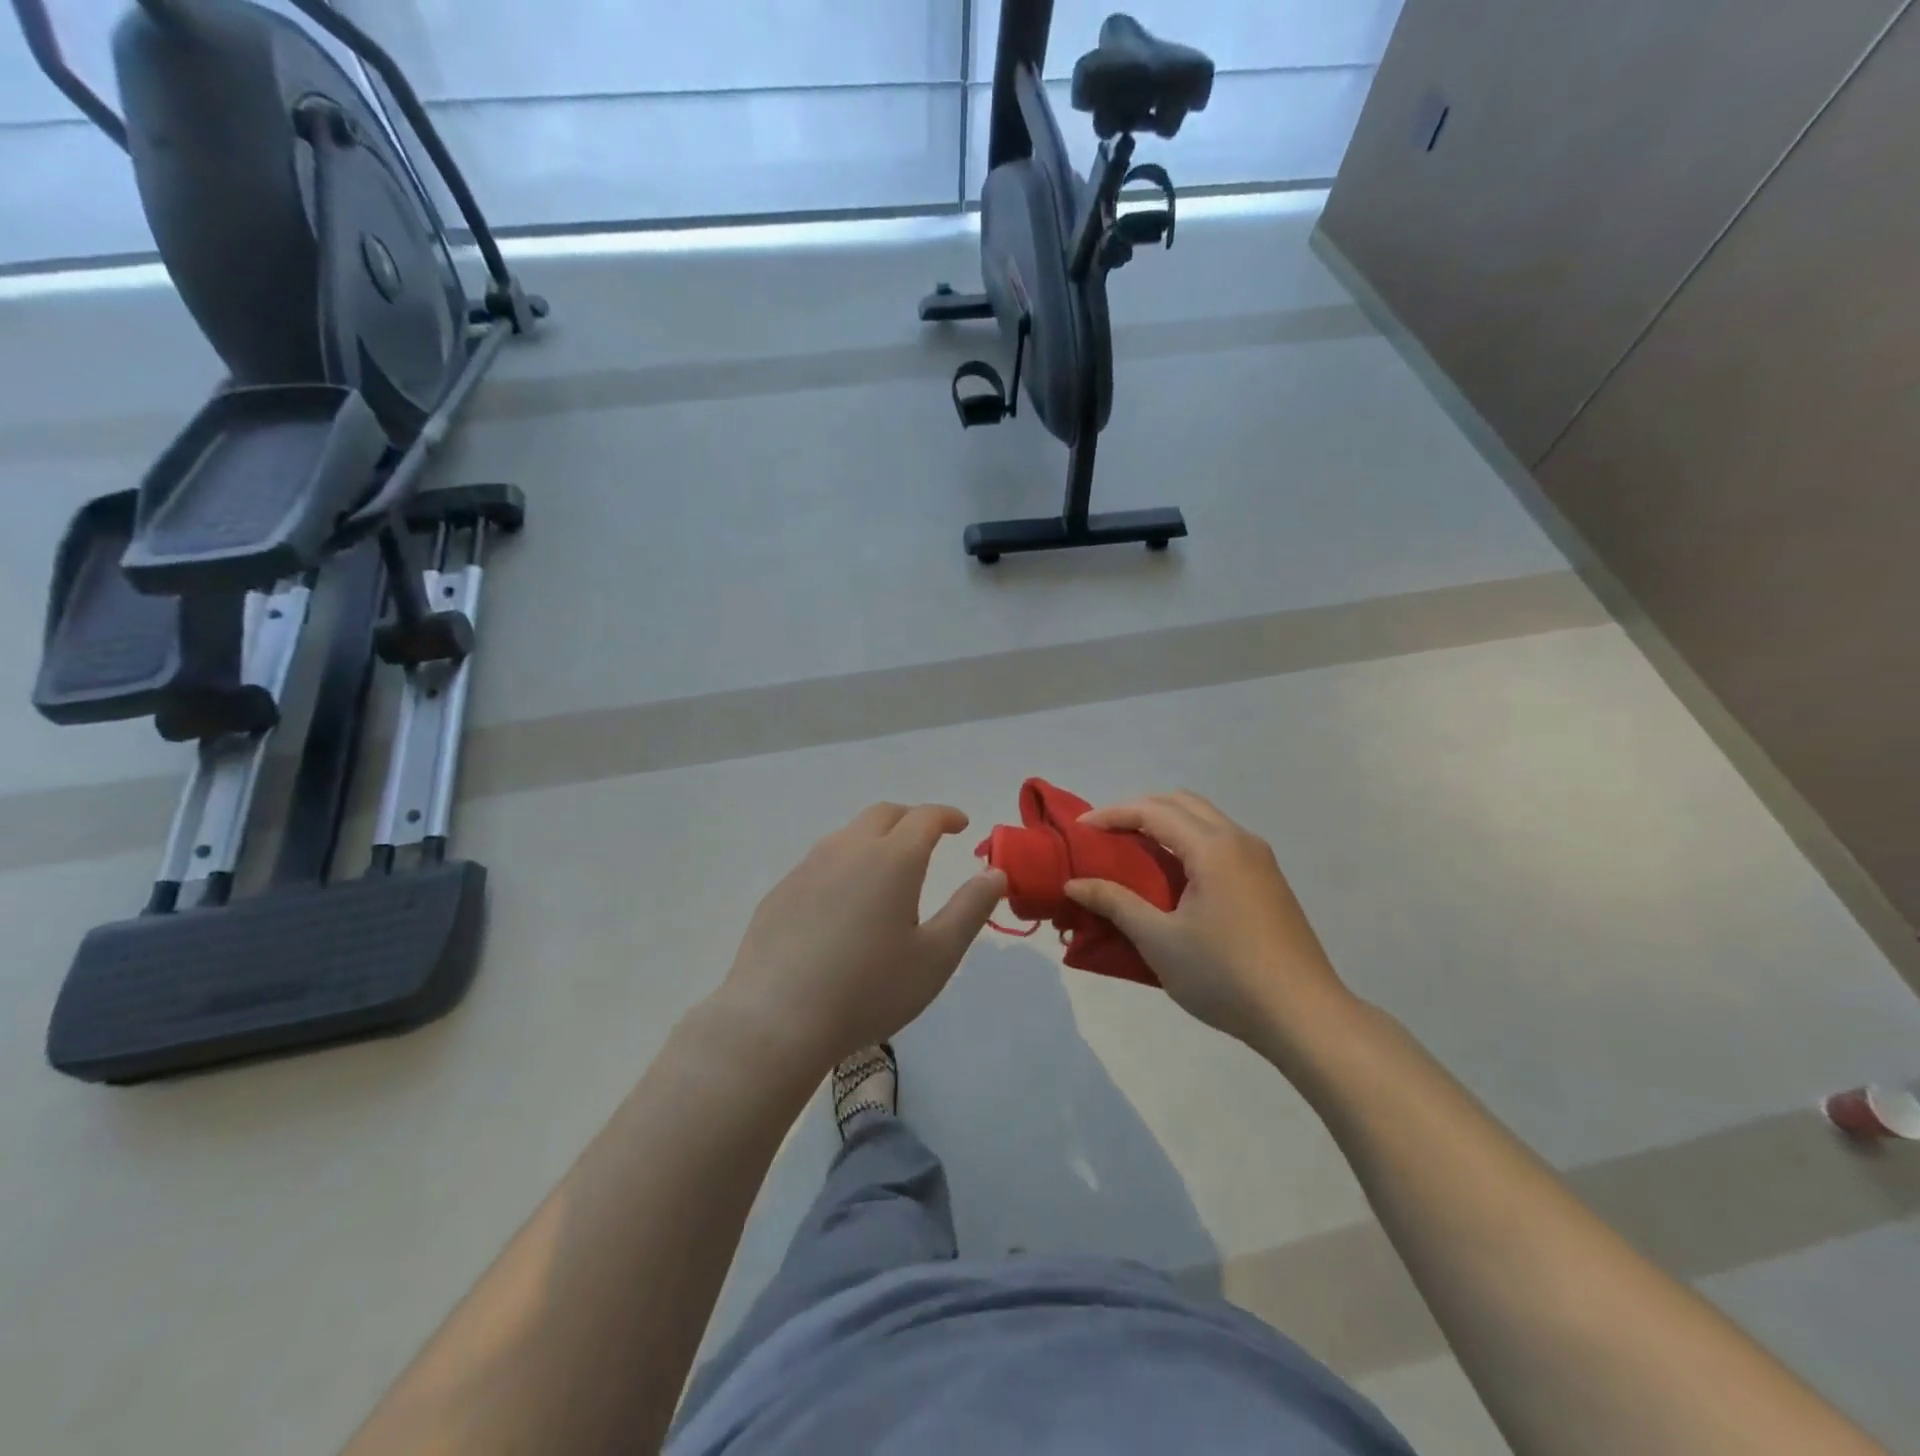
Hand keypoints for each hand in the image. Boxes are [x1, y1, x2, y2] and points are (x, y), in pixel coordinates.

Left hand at [714, 802, 1005, 1072]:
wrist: (777, 1019)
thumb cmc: (869, 990)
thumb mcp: (936, 956)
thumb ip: (970, 909)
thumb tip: (995, 873)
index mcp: (892, 858)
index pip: (925, 817)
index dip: (947, 815)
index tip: (961, 825)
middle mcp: (848, 849)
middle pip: (883, 814)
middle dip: (911, 819)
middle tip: (927, 839)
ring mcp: (808, 867)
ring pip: (848, 835)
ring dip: (875, 839)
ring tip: (886, 870)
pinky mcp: (781, 891)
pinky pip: (820, 862)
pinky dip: (843, 865)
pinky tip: (842, 903)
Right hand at [1064, 792, 1355, 1057]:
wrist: (1304, 1016)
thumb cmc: (1224, 975)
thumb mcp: (1159, 941)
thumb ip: (1115, 903)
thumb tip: (1074, 884)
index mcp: (1213, 848)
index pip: (1153, 811)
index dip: (1112, 814)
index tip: (1080, 830)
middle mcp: (1239, 841)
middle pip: (1181, 803)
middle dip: (1139, 811)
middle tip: (1106, 836)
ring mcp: (1260, 860)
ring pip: (1204, 820)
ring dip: (1166, 824)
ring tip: (1134, 852)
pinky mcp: (1269, 881)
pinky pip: (1220, 842)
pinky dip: (1188, 842)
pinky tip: (1174, 876)